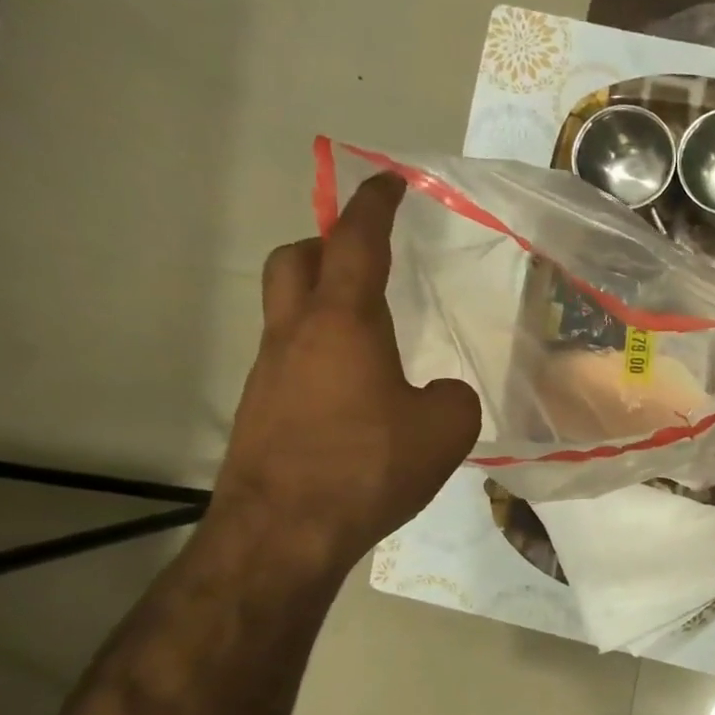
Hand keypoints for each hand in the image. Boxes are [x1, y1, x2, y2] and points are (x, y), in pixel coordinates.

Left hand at [213, 173, 481, 569]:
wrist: (285, 532)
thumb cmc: (369, 464)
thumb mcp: (445, 428)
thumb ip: (452, 396)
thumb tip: (436, 392)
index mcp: (344, 323)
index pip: (356, 243)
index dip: (374, 206)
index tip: (388, 182)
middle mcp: (296, 334)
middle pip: (295, 261)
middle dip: (328, 245)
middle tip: (365, 258)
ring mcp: (270, 373)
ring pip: (288, 310)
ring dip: (322, 301)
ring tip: (370, 332)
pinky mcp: (262, 411)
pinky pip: (291, 358)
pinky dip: (321, 353)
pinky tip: (355, 393)